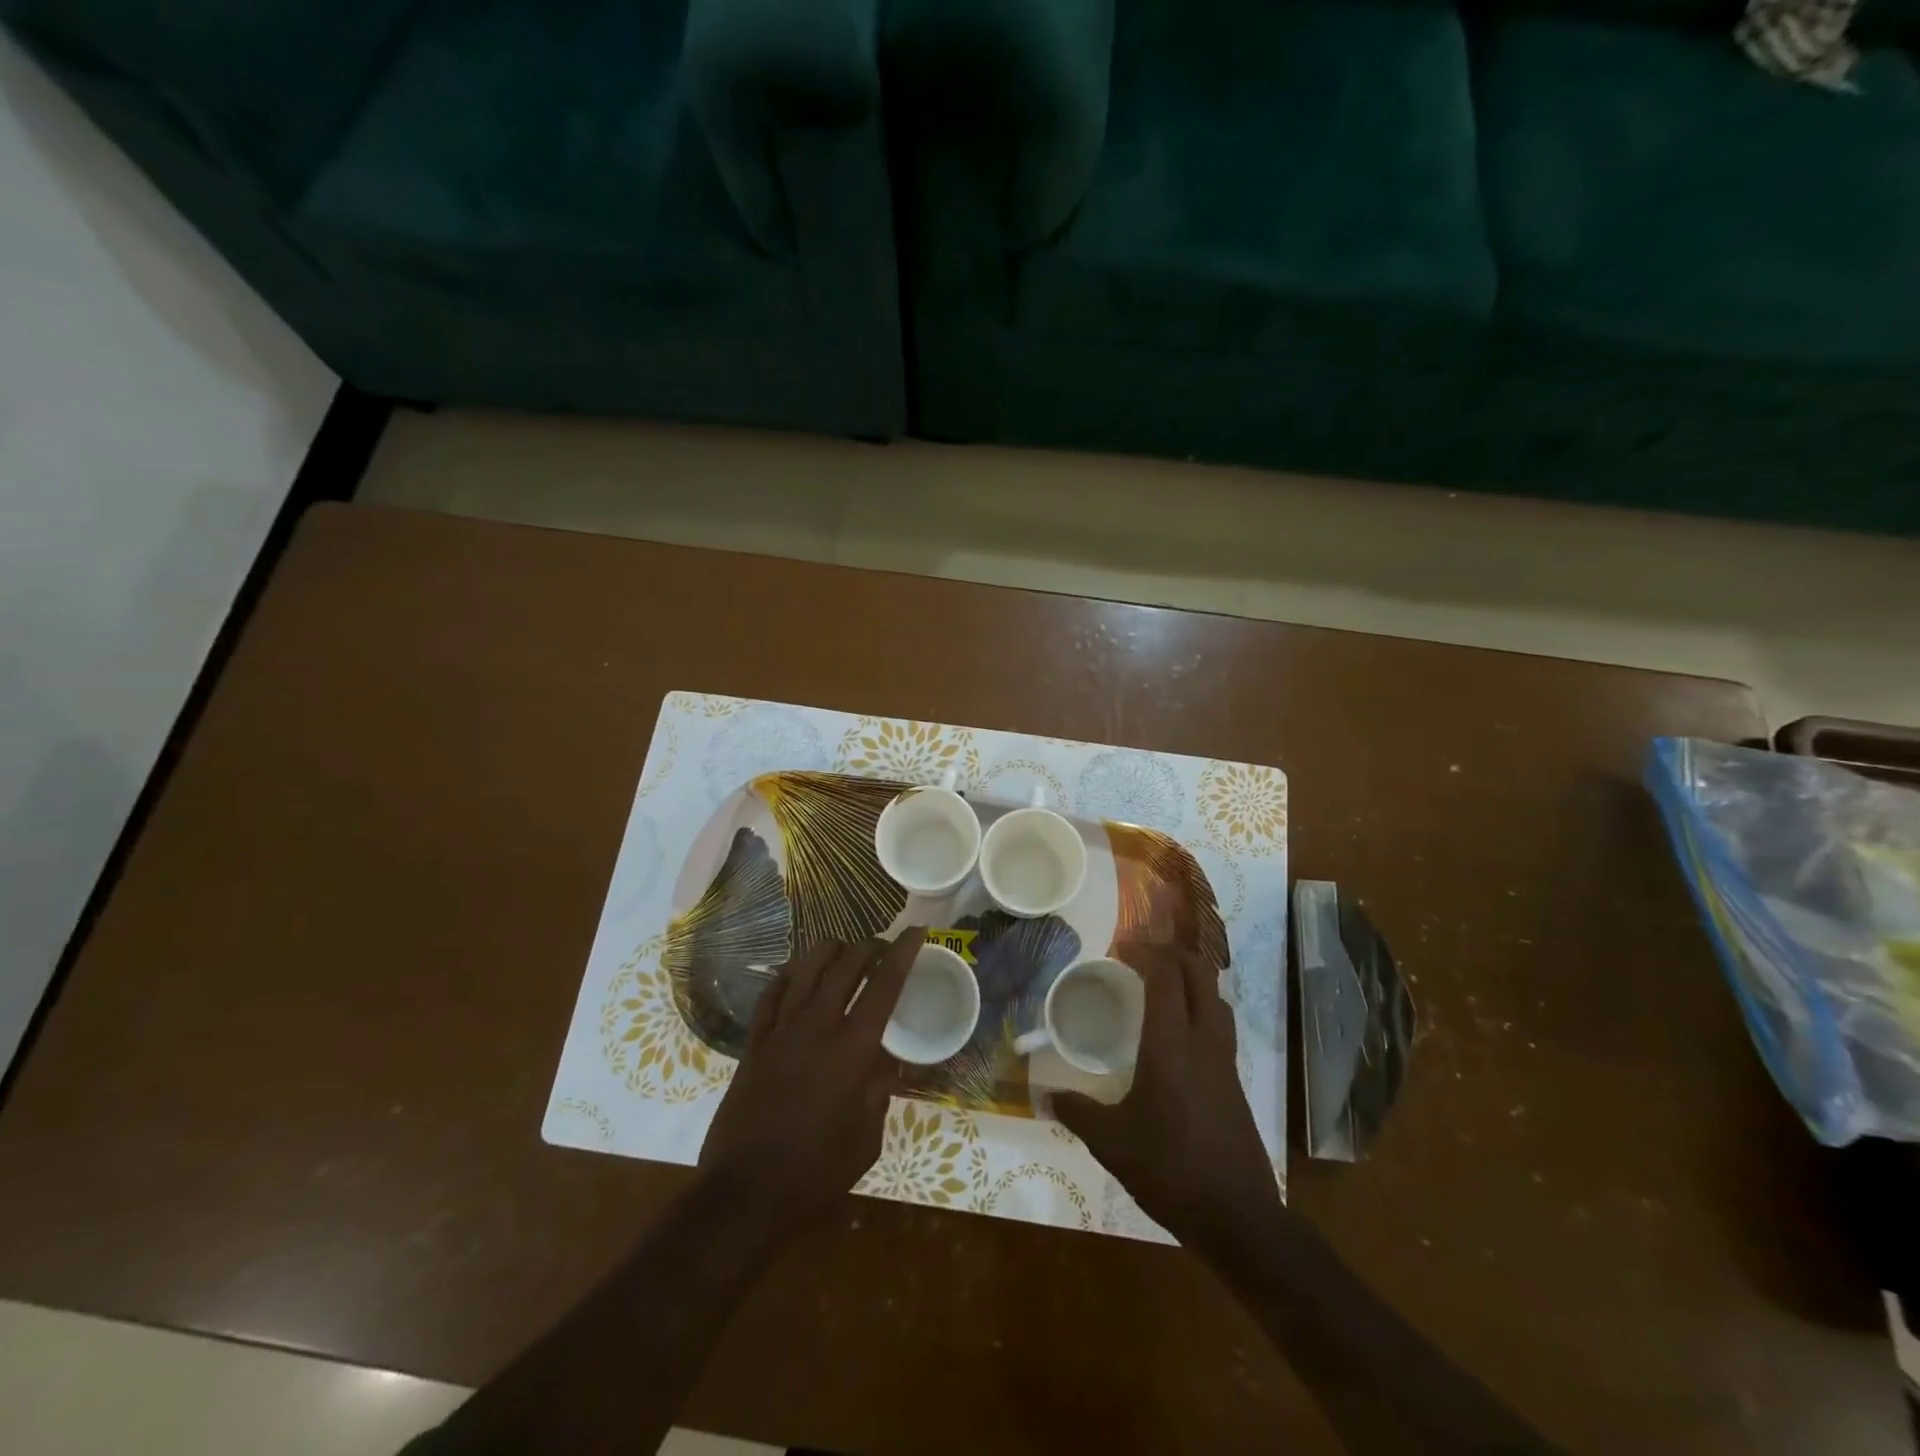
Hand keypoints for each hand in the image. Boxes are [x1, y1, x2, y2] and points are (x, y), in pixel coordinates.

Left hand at [698, 929, 925, 1224]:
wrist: (745, 1195)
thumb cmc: (815, 1173)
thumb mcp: (866, 1139)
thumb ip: (880, 1091)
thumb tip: (888, 1063)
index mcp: (853, 1049)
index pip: (885, 984)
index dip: (903, 952)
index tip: (917, 930)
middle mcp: (817, 1025)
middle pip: (846, 964)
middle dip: (870, 946)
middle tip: (884, 949)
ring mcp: (781, 1030)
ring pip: (806, 967)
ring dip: (831, 951)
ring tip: (845, 953)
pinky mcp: (754, 1042)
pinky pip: (772, 992)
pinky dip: (791, 974)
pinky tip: (799, 974)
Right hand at [1054, 946, 1281, 1256]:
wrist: (1238, 1218)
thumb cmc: (1170, 1170)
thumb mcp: (1111, 1143)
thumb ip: (1077, 1112)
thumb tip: (1044, 1094)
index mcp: (1171, 1044)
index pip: (1166, 976)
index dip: (1146, 952)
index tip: (1120, 947)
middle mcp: (1203, 1041)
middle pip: (1199, 974)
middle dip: (1172, 954)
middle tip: (1141, 956)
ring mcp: (1225, 1061)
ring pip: (1216, 997)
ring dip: (1192, 978)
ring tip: (1162, 985)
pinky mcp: (1235, 1081)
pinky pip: (1220, 1024)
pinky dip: (1200, 1008)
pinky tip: (1178, 1033)